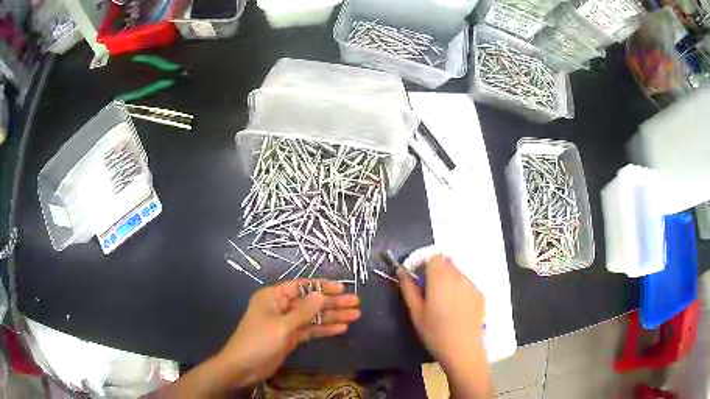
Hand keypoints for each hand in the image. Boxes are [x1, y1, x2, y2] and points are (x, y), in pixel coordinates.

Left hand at [215, 279, 360, 387]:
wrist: (244, 367)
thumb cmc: (258, 341)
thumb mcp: (281, 326)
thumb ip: (303, 312)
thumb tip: (321, 294)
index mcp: (273, 297)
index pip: (301, 286)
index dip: (322, 286)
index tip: (342, 287)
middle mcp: (281, 306)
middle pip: (310, 302)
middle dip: (332, 302)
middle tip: (356, 302)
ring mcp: (286, 323)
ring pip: (313, 317)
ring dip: (332, 316)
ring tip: (355, 315)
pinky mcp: (291, 337)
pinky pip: (310, 330)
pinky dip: (324, 329)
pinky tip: (341, 328)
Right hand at [397, 254, 484, 370]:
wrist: (462, 349)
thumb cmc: (434, 332)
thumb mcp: (416, 312)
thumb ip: (408, 288)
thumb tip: (401, 270)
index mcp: (440, 278)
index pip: (433, 256)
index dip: (423, 263)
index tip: (416, 277)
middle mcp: (458, 276)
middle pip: (446, 262)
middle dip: (435, 270)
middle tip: (428, 290)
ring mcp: (472, 285)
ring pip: (457, 273)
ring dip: (448, 279)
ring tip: (443, 301)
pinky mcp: (480, 295)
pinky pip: (467, 284)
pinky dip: (459, 289)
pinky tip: (456, 308)